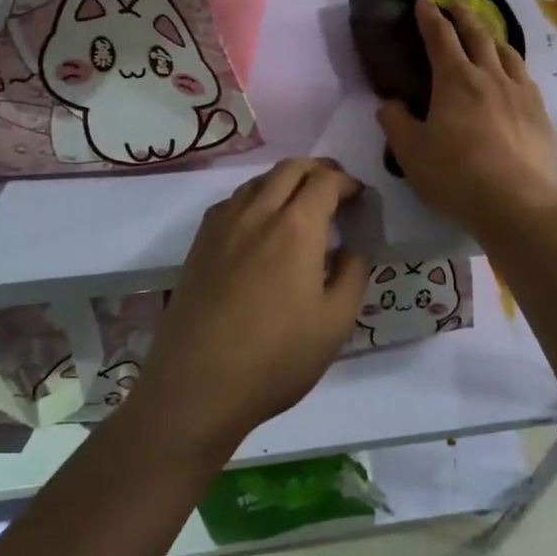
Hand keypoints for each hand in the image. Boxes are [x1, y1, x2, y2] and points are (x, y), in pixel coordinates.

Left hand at [131, 158, 369, 451]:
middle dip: (318, 169)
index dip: (347, 182)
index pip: (326, 181)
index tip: (360, 196)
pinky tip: (260, 223)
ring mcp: (223, 225)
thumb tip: (353, 247)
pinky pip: (233, 201)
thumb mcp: (335, 323)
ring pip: (259, 180)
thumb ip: (353, 274)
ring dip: (286, 179)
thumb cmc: (275, 358)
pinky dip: (256, 196)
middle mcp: (258, 212)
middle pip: (290, 168)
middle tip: (336, 186)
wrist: (196, 387)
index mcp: (296, 226)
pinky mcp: (199, 243)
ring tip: (301, 201)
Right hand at [377, 0, 556, 236]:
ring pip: (506, 52)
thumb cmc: (456, 174)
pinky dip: (513, 65)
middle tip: (455, 4)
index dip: (429, 17)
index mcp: (455, 79)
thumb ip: (395, 123)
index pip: (440, 37)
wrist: (518, 201)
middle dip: (463, 15)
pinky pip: (525, 76)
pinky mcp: (540, 113)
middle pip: (478, 34)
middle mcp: (489, 76)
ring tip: (487, 34)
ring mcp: (520, 92)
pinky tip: (514, 75)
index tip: (423, 0)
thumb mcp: (410, 153)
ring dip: (492, 36)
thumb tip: (389, 103)